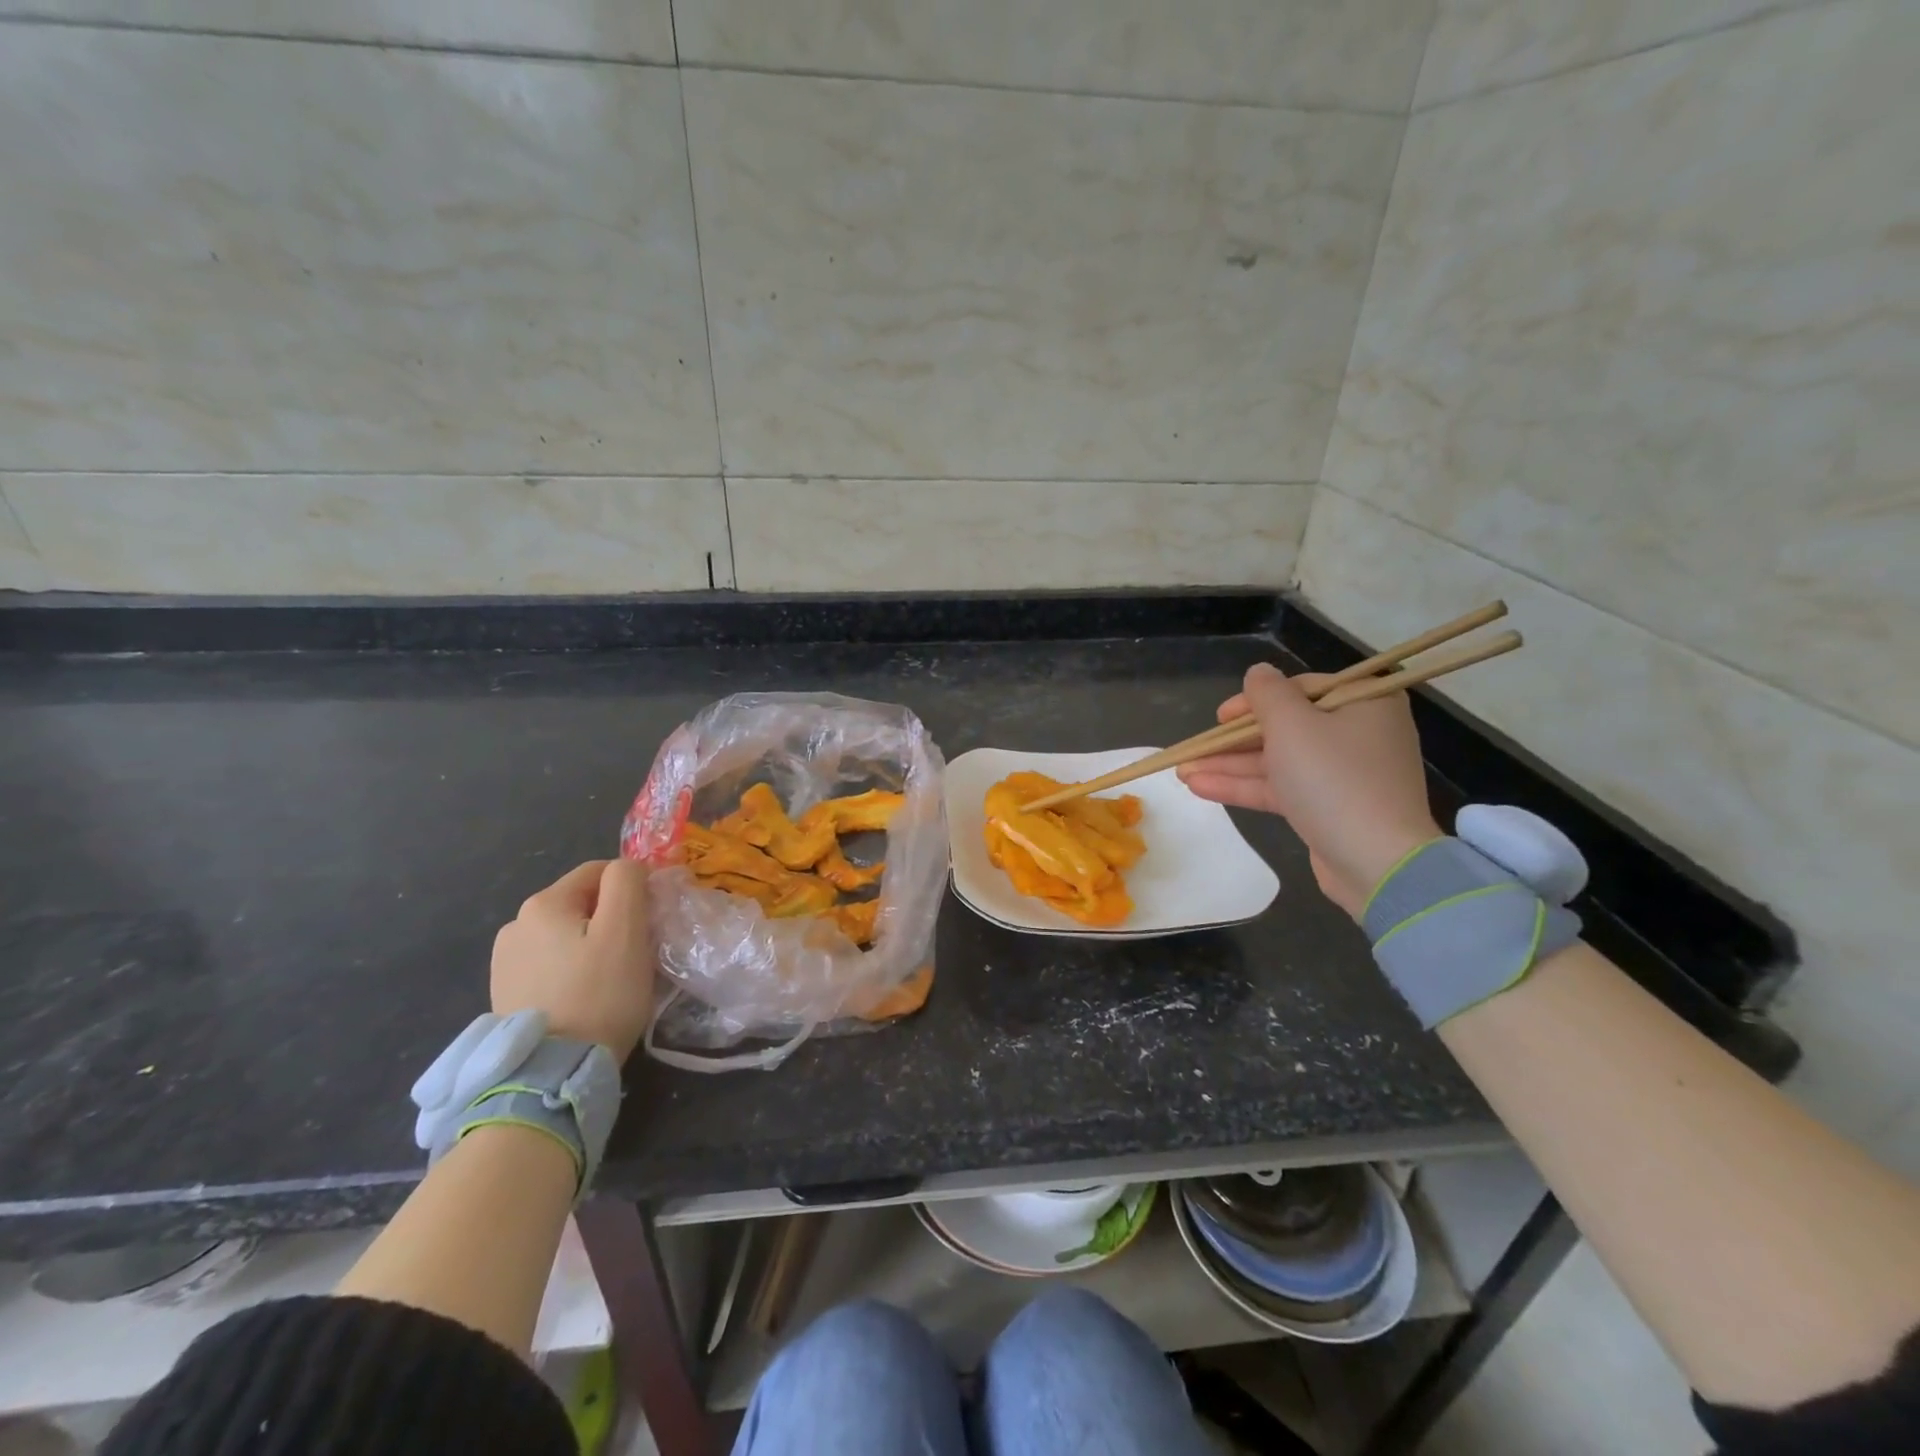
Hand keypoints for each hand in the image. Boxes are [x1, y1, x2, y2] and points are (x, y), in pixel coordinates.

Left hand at [491, 859, 654, 1060]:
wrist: (551, 1073)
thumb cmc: (598, 993)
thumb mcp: (625, 929)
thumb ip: (627, 882)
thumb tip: (627, 867)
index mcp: (543, 903)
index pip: (600, 871)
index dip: (633, 887)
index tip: (652, 919)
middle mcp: (515, 924)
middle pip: (581, 903)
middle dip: (612, 917)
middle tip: (636, 951)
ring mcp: (504, 961)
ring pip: (566, 934)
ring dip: (591, 944)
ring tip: (611, 977)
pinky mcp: (505, 993)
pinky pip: (550, 963)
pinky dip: (572, 969)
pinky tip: (584, 995)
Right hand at [1177, 664, 1441, 916]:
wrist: (1377, 862)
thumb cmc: (1334, 779)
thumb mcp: (1292, 725)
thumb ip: (1267, 694)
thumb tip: (1258, 673)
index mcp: (1363, 702)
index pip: (1299, 689)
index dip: (1253, 701)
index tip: (1220, 717)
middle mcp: (1357, 733)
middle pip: (1284, 727)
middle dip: (1232, 741)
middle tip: (1194, 748)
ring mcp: (1343, 774)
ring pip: (1277, 760)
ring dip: (1230, 765)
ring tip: (1182, 772)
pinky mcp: (1329, 808)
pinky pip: (1282, 788)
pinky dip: (1244, 786)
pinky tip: (1200, 788)